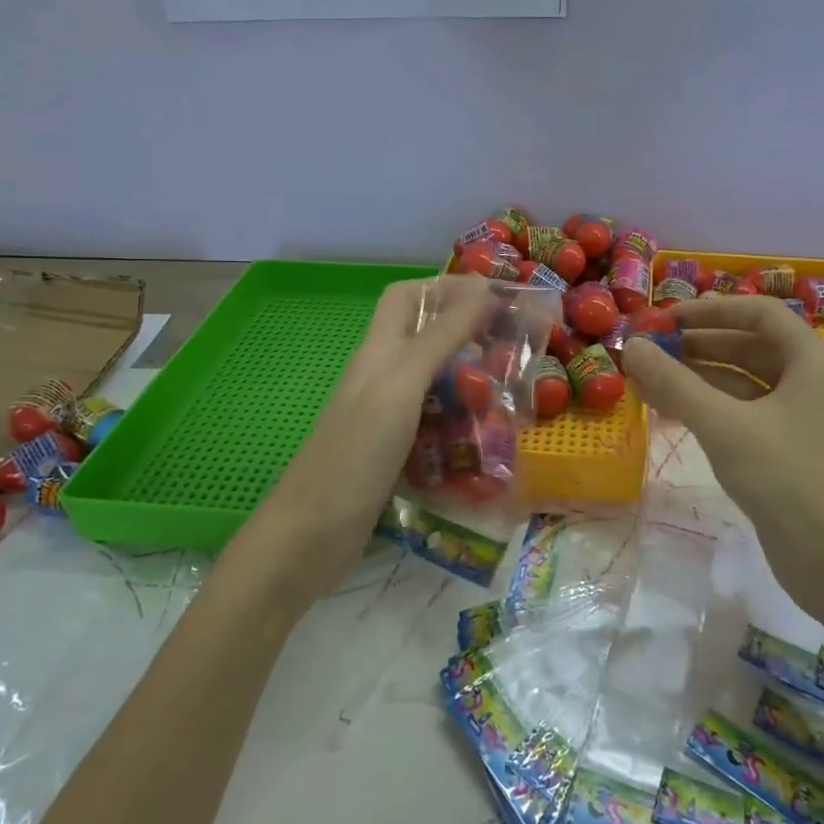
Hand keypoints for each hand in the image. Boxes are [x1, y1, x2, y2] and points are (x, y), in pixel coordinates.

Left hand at [244, 273, 491, 601]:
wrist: (309, 537)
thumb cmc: (355, 453)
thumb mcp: (402, 386)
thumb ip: (440, 336)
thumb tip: (480, 286)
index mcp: (379, 352)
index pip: (407, 296)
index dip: (446, 287)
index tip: (494, 298)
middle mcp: (382, 378)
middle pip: (426, 341)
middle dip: (469, 340)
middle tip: (514, 353)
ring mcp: (386, 420)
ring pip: (435, 387)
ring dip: (471, 388)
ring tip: (512, 400)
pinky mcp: (394, 456)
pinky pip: (435, 429)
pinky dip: (461, 429)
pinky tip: (488, 445)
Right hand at [624, 295, 823, 619]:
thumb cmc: (791, 481)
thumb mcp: (726, 426)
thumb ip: (676, 383)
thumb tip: (633, 346)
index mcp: (813, 360)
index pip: (759, 313)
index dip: (709, 310)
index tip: (664, 318)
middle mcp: (812, 381)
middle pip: (749, 347)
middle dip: (696, 346)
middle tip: (648, 351)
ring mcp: (803, 419)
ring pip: (743, 384)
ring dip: (697, 380)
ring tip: (646, 380)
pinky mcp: (791, 453)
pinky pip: (745, 416)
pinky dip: (710, 410)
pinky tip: (671, 412)